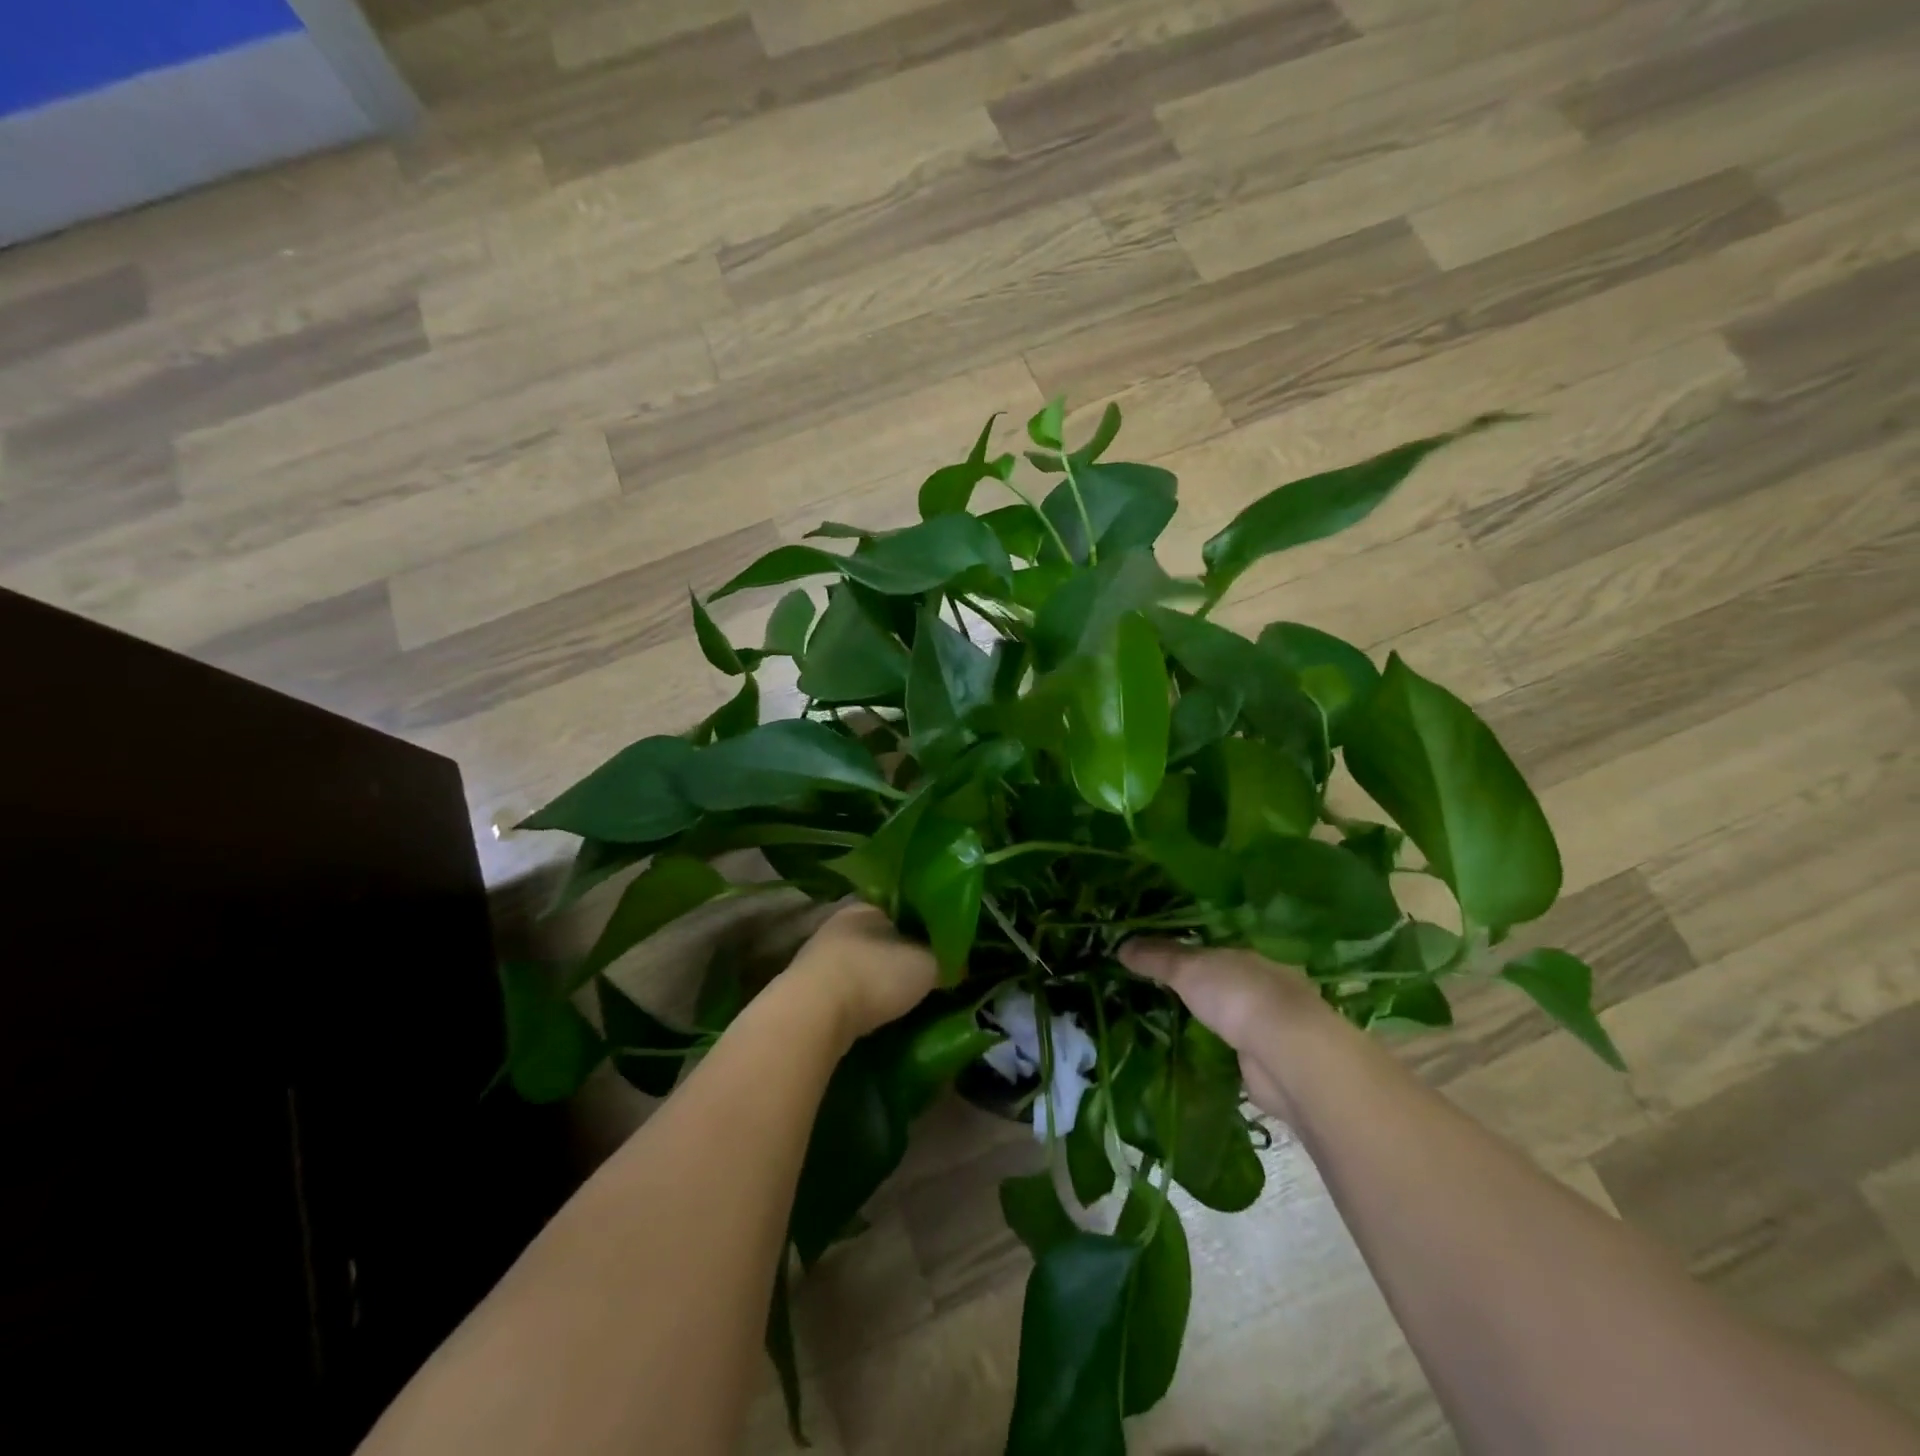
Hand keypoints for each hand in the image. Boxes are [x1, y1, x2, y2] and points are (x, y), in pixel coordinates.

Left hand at [788, 904, 937, 1042]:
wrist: (814, 1014)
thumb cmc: (876, 975)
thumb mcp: (929, 964)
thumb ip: (947, 958)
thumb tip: (962, 963)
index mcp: (868, 906)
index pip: (903, 908)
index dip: (925, 926)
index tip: (942, 944)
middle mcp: (840, 923)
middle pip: (881, 936)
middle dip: (901, 953)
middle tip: (927, 973)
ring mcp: (818, 956)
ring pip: (861, 962)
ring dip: (879, 977)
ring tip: (904, 996)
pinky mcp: (807, 989)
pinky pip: (846, 988)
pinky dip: (861, 997)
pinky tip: (875, 1011)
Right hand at [1118, 939, 1339, 1121]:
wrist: (1289, 1055)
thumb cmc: (1238, 996)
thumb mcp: (1187, 968)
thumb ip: (1156, 957)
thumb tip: (1120, 945)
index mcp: (1248, 956)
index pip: (1211, 949)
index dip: (1184, 952)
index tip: (1155, 959)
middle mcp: (1263, 987)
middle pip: (1222, 982)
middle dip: (1198, 989)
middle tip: (1156, 994)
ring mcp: (1269, 1027)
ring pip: (1230, 1017)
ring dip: (1209, 1022)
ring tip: (1169, 1026)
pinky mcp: (1268, 1063)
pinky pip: (1233, 1051)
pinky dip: (1218, 1053)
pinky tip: (1194, 1056)